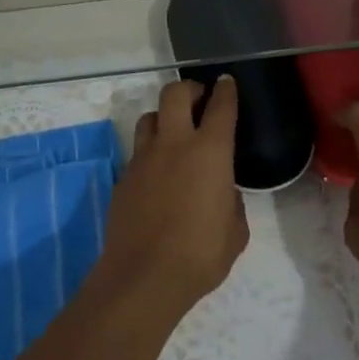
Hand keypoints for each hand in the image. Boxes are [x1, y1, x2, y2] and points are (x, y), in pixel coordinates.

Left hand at [100, 77, 249, 311]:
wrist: (143, 277)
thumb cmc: (200, 254)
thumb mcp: (235, 231)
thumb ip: (232, 202)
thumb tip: (223, 193)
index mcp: (209, 152)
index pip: (220, 106)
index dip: (225, 90)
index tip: (226, 82)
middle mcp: (173, 144)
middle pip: (175, 94)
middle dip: (189, 89)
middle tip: (198, 99)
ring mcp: (142, 159)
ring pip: (149, 117)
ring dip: (164, 117)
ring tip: (174, 132)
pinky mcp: (123, 178)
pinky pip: (137, 152)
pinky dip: (150, 153)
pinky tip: (157, 174)